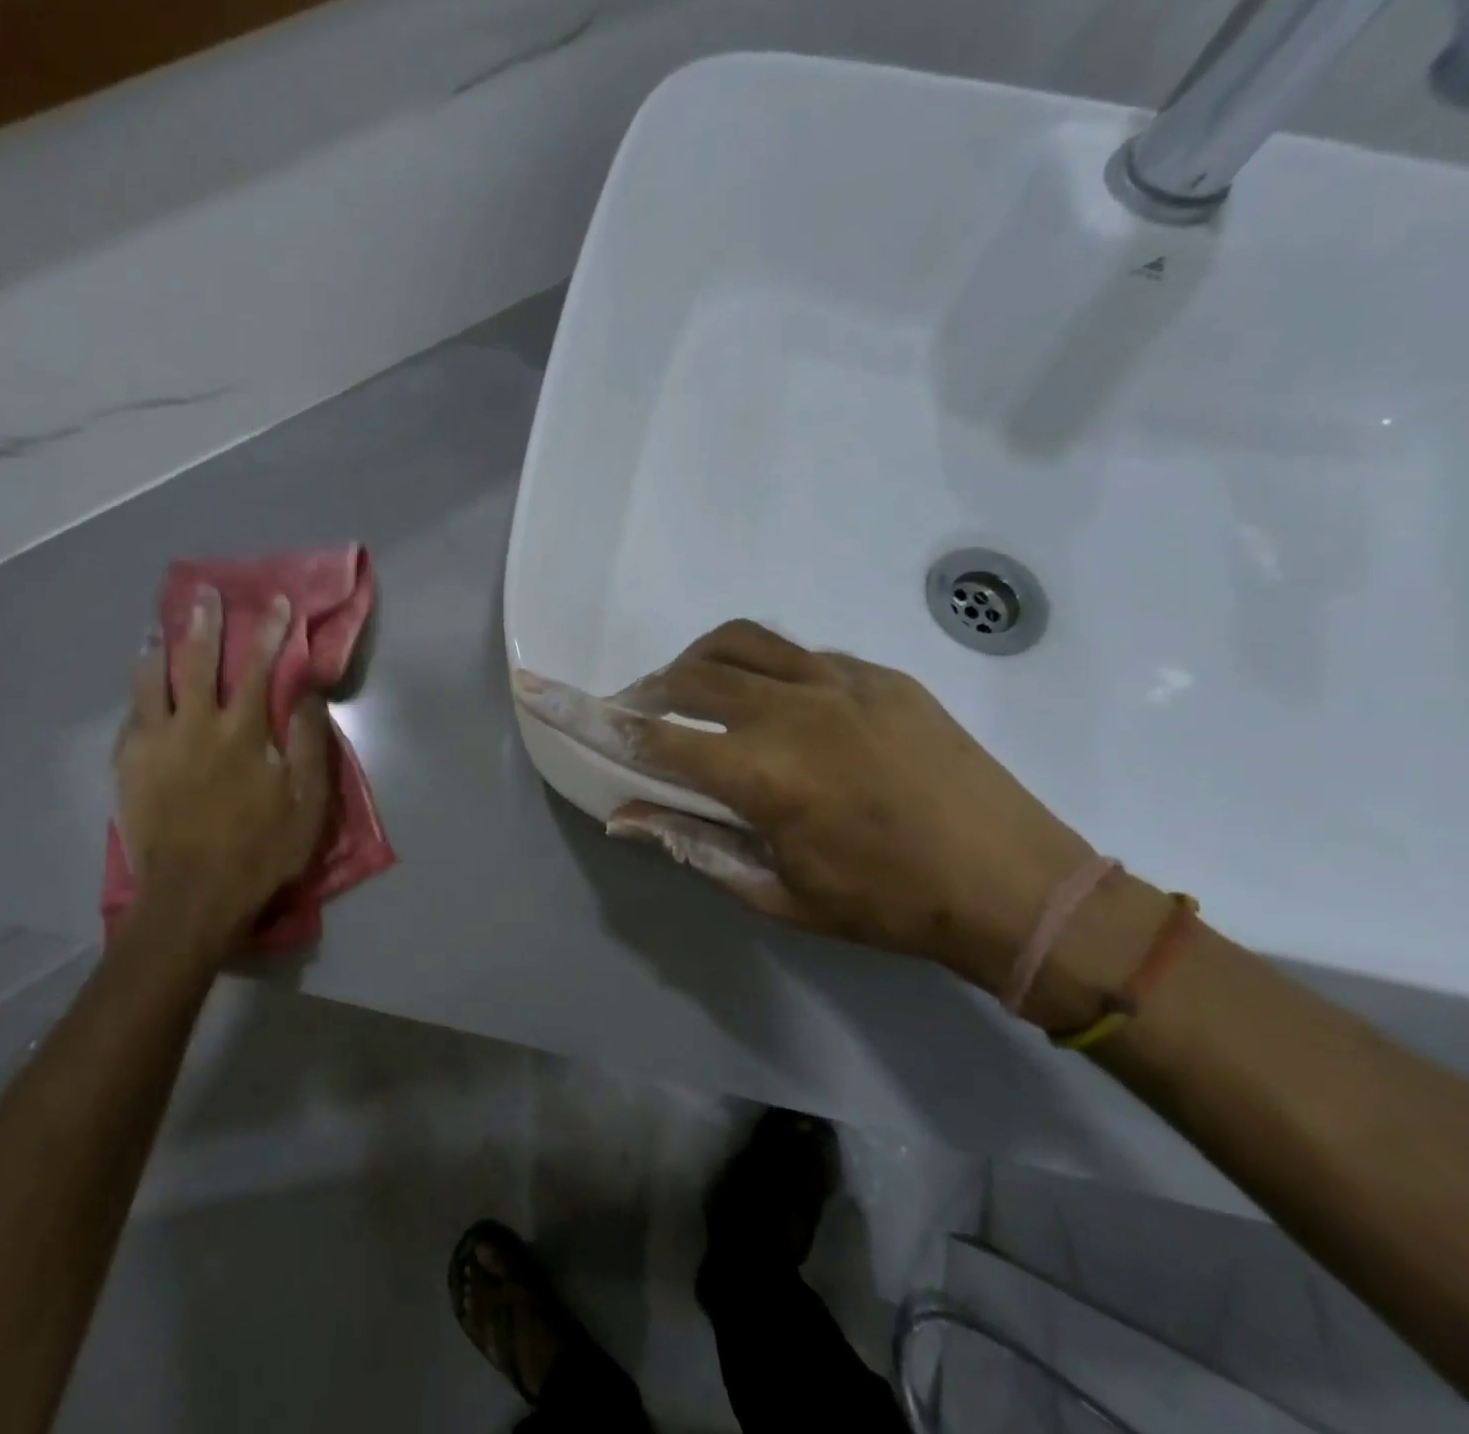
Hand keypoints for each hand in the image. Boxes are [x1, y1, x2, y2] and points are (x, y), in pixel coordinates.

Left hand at [114, 587, 329, 954]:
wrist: (192, 897)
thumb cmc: (260, 850)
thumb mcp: (306, 802)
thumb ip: (306, 742)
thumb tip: (305, 691)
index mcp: (241, 733)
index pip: (258, 667)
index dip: (269, 631)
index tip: (276, 602)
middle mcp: (195, 726)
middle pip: (198, 661)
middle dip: (206, 623)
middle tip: (205, 594)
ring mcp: (155, 744)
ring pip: (152, 680)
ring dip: (159, 648)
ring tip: (158, 628)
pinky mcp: (128, 766)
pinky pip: (130, 714)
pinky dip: (137, 690)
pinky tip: (140, 683)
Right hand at [513, 621, 1093, 992]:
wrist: (1019, 884)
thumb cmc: (890, 907)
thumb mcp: (782, 894)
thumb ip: (697, 846)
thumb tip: (626, 817)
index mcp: (764, 775)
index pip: (648, 737)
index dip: (582, 713)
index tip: (533, 685)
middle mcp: (794, 711)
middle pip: (687, 675)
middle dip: (645, 693)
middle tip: (636, 717)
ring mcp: (841, 681)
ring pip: (738, 644)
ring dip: (696, 665)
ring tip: (690, 695)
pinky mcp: (879, 674)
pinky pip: (795, 654)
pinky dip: (759, 671)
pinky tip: (773, 707)